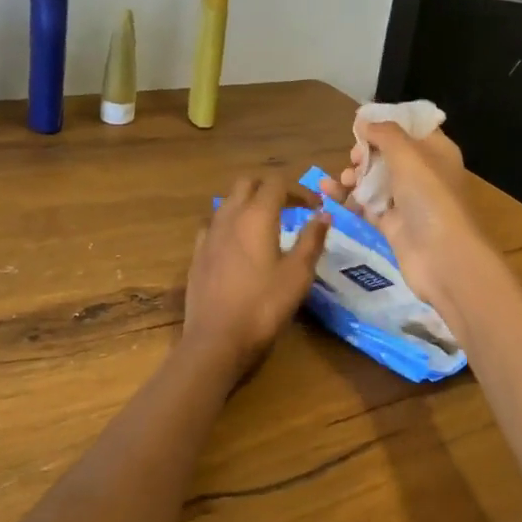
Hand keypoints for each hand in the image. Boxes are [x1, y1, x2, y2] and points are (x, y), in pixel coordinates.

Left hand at [181, 176, 329, 383]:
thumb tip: (323, 214)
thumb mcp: (298, 274)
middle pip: (247, 183)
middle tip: (290, 207)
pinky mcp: (197, 253)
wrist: (217, 338)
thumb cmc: (264, 305)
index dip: (298, 189)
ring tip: (266, 224)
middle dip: (270, 188)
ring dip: (248, 203)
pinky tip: (237, 244)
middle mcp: (229, 216)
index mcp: (256, 215)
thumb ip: (311, 240)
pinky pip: (214, 225)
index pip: (276, 182)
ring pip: (227, 201)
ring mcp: (208, 234)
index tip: (314, 206)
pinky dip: (229, 224)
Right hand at [322, 121, 489, 315]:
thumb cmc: (429, 197)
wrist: (443, 258)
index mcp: (436, 151)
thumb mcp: (408, 155)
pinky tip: (328, 193)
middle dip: (365, 152)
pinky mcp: (392, 225)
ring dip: (354, 176)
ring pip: (374, 180)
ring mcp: (407, 201)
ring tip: (340, 181)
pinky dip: (349, 198)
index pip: (411, 128)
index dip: (387, 123)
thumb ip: (384, 133)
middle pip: (388, 154)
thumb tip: (364, 120)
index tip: (361, 124)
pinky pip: (366, 205)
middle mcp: (424, 173)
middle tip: (354, 158)